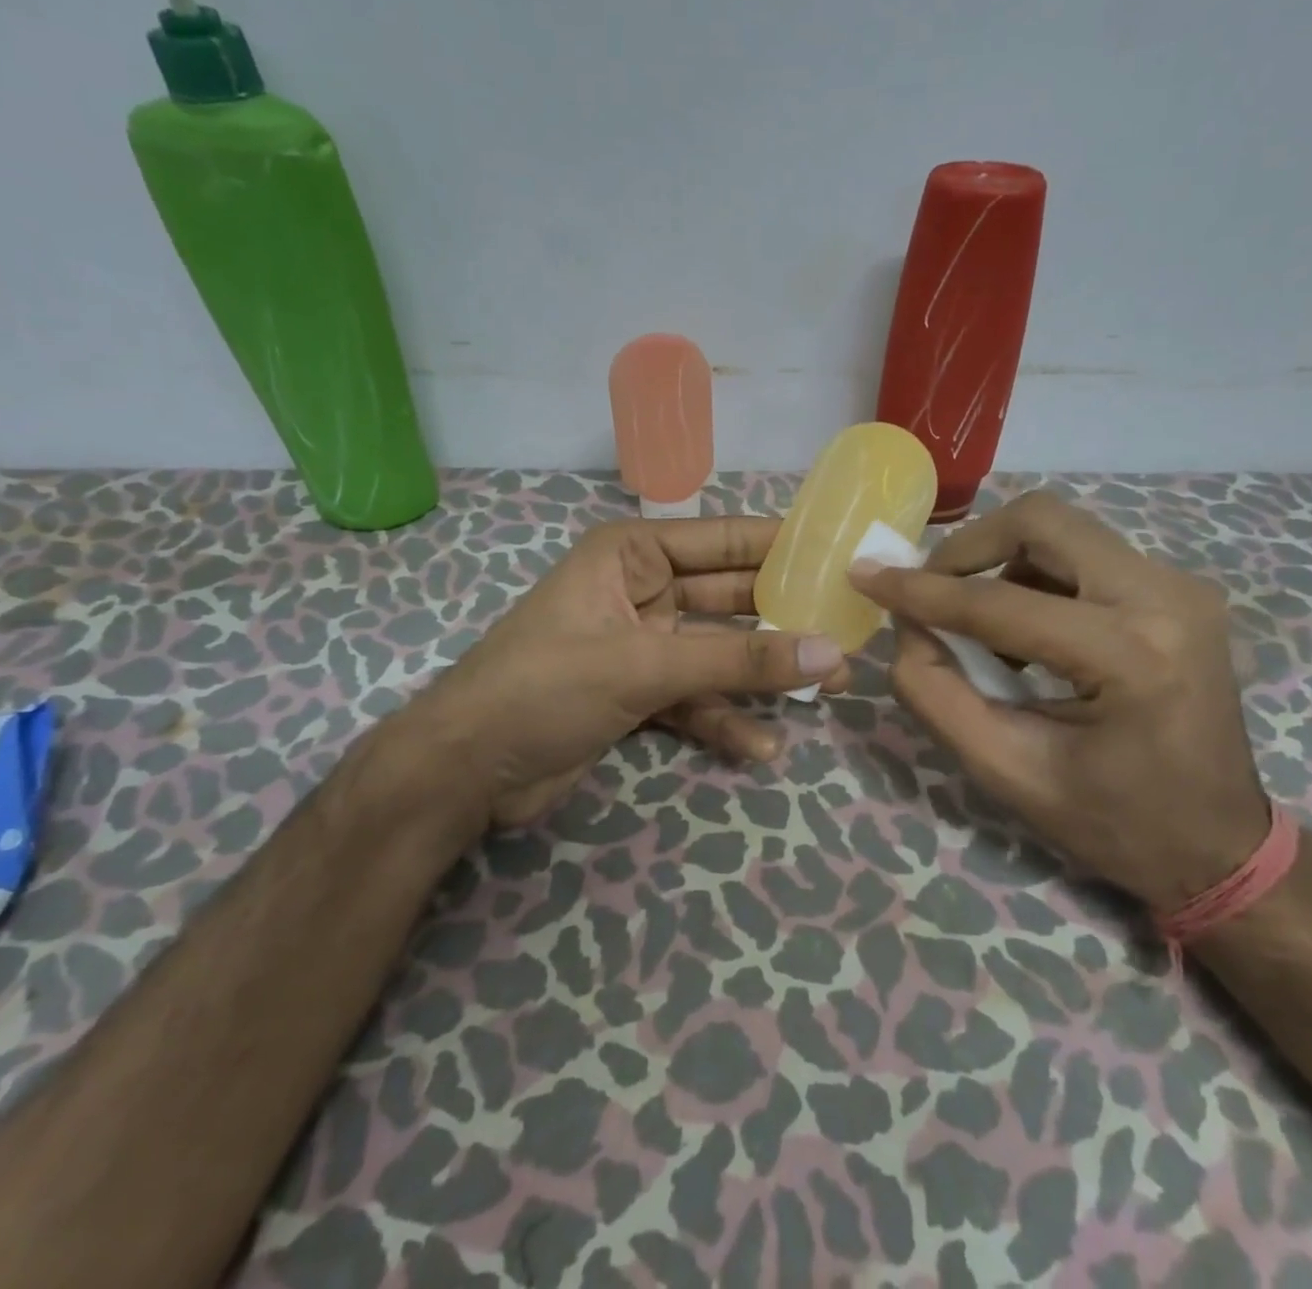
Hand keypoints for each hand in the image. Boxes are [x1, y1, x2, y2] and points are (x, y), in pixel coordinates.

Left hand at [374, 517, 848, 833]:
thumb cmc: (545, 688)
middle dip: (783, 621)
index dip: (782, 546)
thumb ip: (738, 660)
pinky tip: (761, 748)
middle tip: (847, 635)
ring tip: (826, 693)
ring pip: (717, 653)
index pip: (723, 540)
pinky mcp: (636, 694)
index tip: (841, 555)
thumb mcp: (645, 666)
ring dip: (763, 675)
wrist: (464, 771)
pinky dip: (723, 719)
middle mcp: (641, 591)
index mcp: (632, 555)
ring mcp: (640, 645)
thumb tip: (829, 653)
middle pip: (728, 599)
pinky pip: (694, 698)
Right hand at [849, 491, 1268, 911]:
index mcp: (1131, 657)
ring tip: (977, 623)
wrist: (1220, 846)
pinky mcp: (1177, 589)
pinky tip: (1023, 630)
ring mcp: (1180, 587)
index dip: (922, 590)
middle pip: (1042, 522)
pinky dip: (1035, 576)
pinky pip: (1084, 553)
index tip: (866, 576)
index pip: (1001, 602)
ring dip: (1000, 561)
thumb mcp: (1007, 771)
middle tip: (928, 589)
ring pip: (1062, 530)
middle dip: (968, 548)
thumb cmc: (1114, 823)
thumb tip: (906, 627)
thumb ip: (937, 694)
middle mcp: (1165, 598)